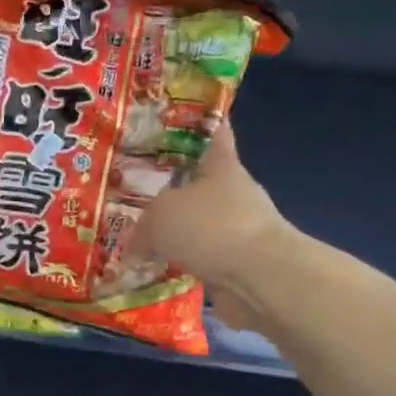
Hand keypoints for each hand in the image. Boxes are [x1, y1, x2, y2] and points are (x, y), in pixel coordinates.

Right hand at [132, 124, 289, 292]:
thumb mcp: (161, 215)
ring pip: (199, 224)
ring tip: (138, 237)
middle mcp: (234, 194)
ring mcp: (239, 230)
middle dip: (173, 189)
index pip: (215, 135)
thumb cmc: (211, 227)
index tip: (187, 117)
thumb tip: (139, 241)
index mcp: (222, 167)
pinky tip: (154, 269)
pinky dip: (181, 263)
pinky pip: (201, 259)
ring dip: (177, 232)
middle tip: (136, 191)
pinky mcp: (238, 265)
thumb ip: (145, 223)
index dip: (203, 125)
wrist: (259, 279)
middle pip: (200, 184)